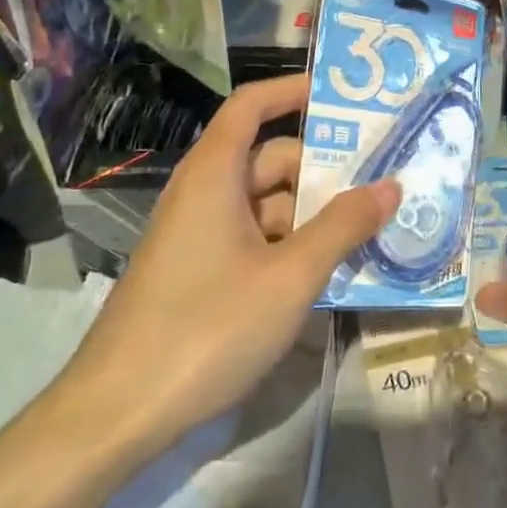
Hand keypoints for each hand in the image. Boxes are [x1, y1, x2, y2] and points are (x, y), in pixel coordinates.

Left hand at [52, 74, 399, 463]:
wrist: (115, 416)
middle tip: (382, 180)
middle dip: (324, 168)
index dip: (293, 91)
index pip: (252, 106)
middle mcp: (203, 194)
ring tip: (368, 230)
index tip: (342, 96)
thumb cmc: (206, 328)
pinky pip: (254, 239)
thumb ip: (343, 227)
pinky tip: (327, 270)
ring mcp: (198, 236)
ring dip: (313, 213)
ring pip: (266, 204)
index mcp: (214, 175)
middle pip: (270, 159)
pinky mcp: (197, 274)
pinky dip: (291, 244)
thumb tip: (391, 185)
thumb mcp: (290, 276)